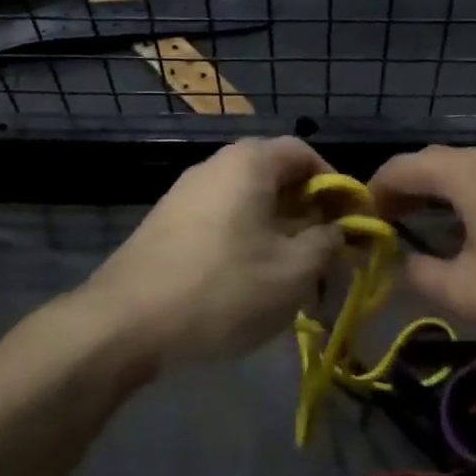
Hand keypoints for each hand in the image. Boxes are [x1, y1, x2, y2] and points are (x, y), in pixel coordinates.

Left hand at [81, 138, 342, 368]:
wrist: (123, 323)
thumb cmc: (222, 288)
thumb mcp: (293, 271)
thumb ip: (327, 242)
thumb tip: (337, 229)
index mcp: (249, 161)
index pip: (305, 152)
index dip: (336, 184)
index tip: (352, 222)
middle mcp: (215, 165)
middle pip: (276, 177)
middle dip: (308, 215)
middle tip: (326, 256)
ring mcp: (186, 194)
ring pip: (249, 203)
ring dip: (279, 234)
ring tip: (292, 279)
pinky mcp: (167, 224)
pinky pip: (222, 221)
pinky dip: (246, 243)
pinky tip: (249, 284)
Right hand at [368, 146, 475, 342]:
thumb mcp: (469, 291)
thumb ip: (423, 276)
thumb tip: (404, 264)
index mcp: (462, 173)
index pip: (400, 167)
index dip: (372, 191)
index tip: (357, 221)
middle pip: (429, 163)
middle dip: (401, 191)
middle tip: (382, 225)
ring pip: (460, 173)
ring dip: (432, 196)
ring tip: (416, 228)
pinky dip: (461, 202)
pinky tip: (466, 234)